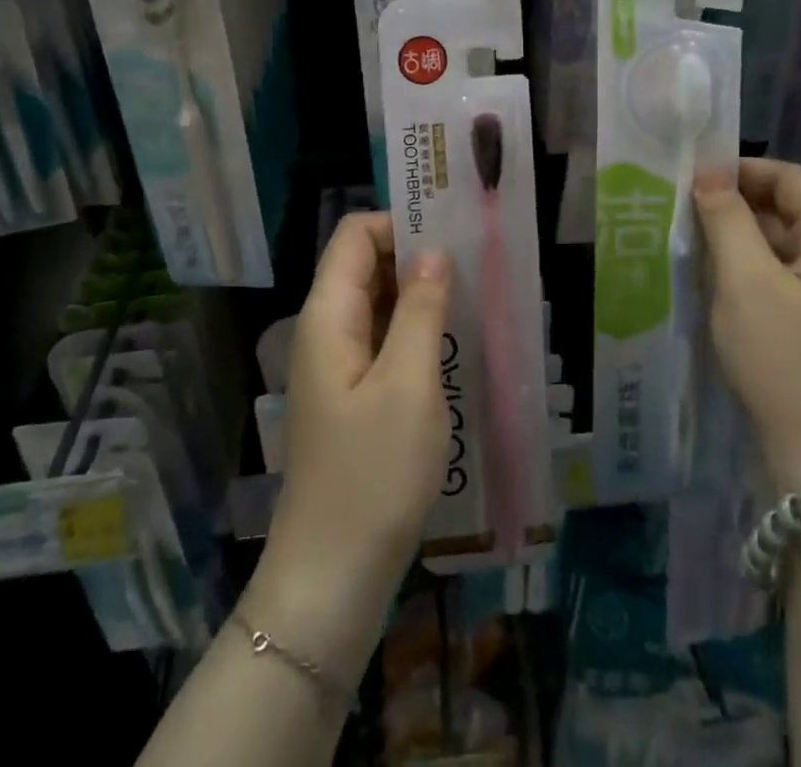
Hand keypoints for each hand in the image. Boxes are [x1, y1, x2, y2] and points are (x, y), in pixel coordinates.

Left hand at [250, 214, 451, 665]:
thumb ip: (419, 309)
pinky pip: (382, 341)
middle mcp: (326, 330)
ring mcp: (337, 366)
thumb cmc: (372, 474)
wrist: (332, 578)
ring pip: (378, 304)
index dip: (399, 223)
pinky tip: (453, 343)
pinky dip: (414, 331)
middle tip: (474, 264)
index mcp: (328, 315)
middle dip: (416, 256)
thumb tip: (433, 251)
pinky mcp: (352, 396)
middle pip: (366, 265)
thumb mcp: (408, 383)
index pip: (355, 235)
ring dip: (419, 296)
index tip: (452, 234)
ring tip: (473, 298)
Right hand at [695, 159, 800, 491]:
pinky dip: (749, 264)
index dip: (742, 170)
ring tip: (690, 236)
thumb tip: (708, 170)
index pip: (791, 178)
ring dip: (739, 235)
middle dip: (736, 203)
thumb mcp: (745, 280)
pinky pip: (782, 270)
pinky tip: (713, 272)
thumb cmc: (783, 357)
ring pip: (781, 239)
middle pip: (788, 207)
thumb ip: (726, 217)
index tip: (693, 176)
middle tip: (684, 207)